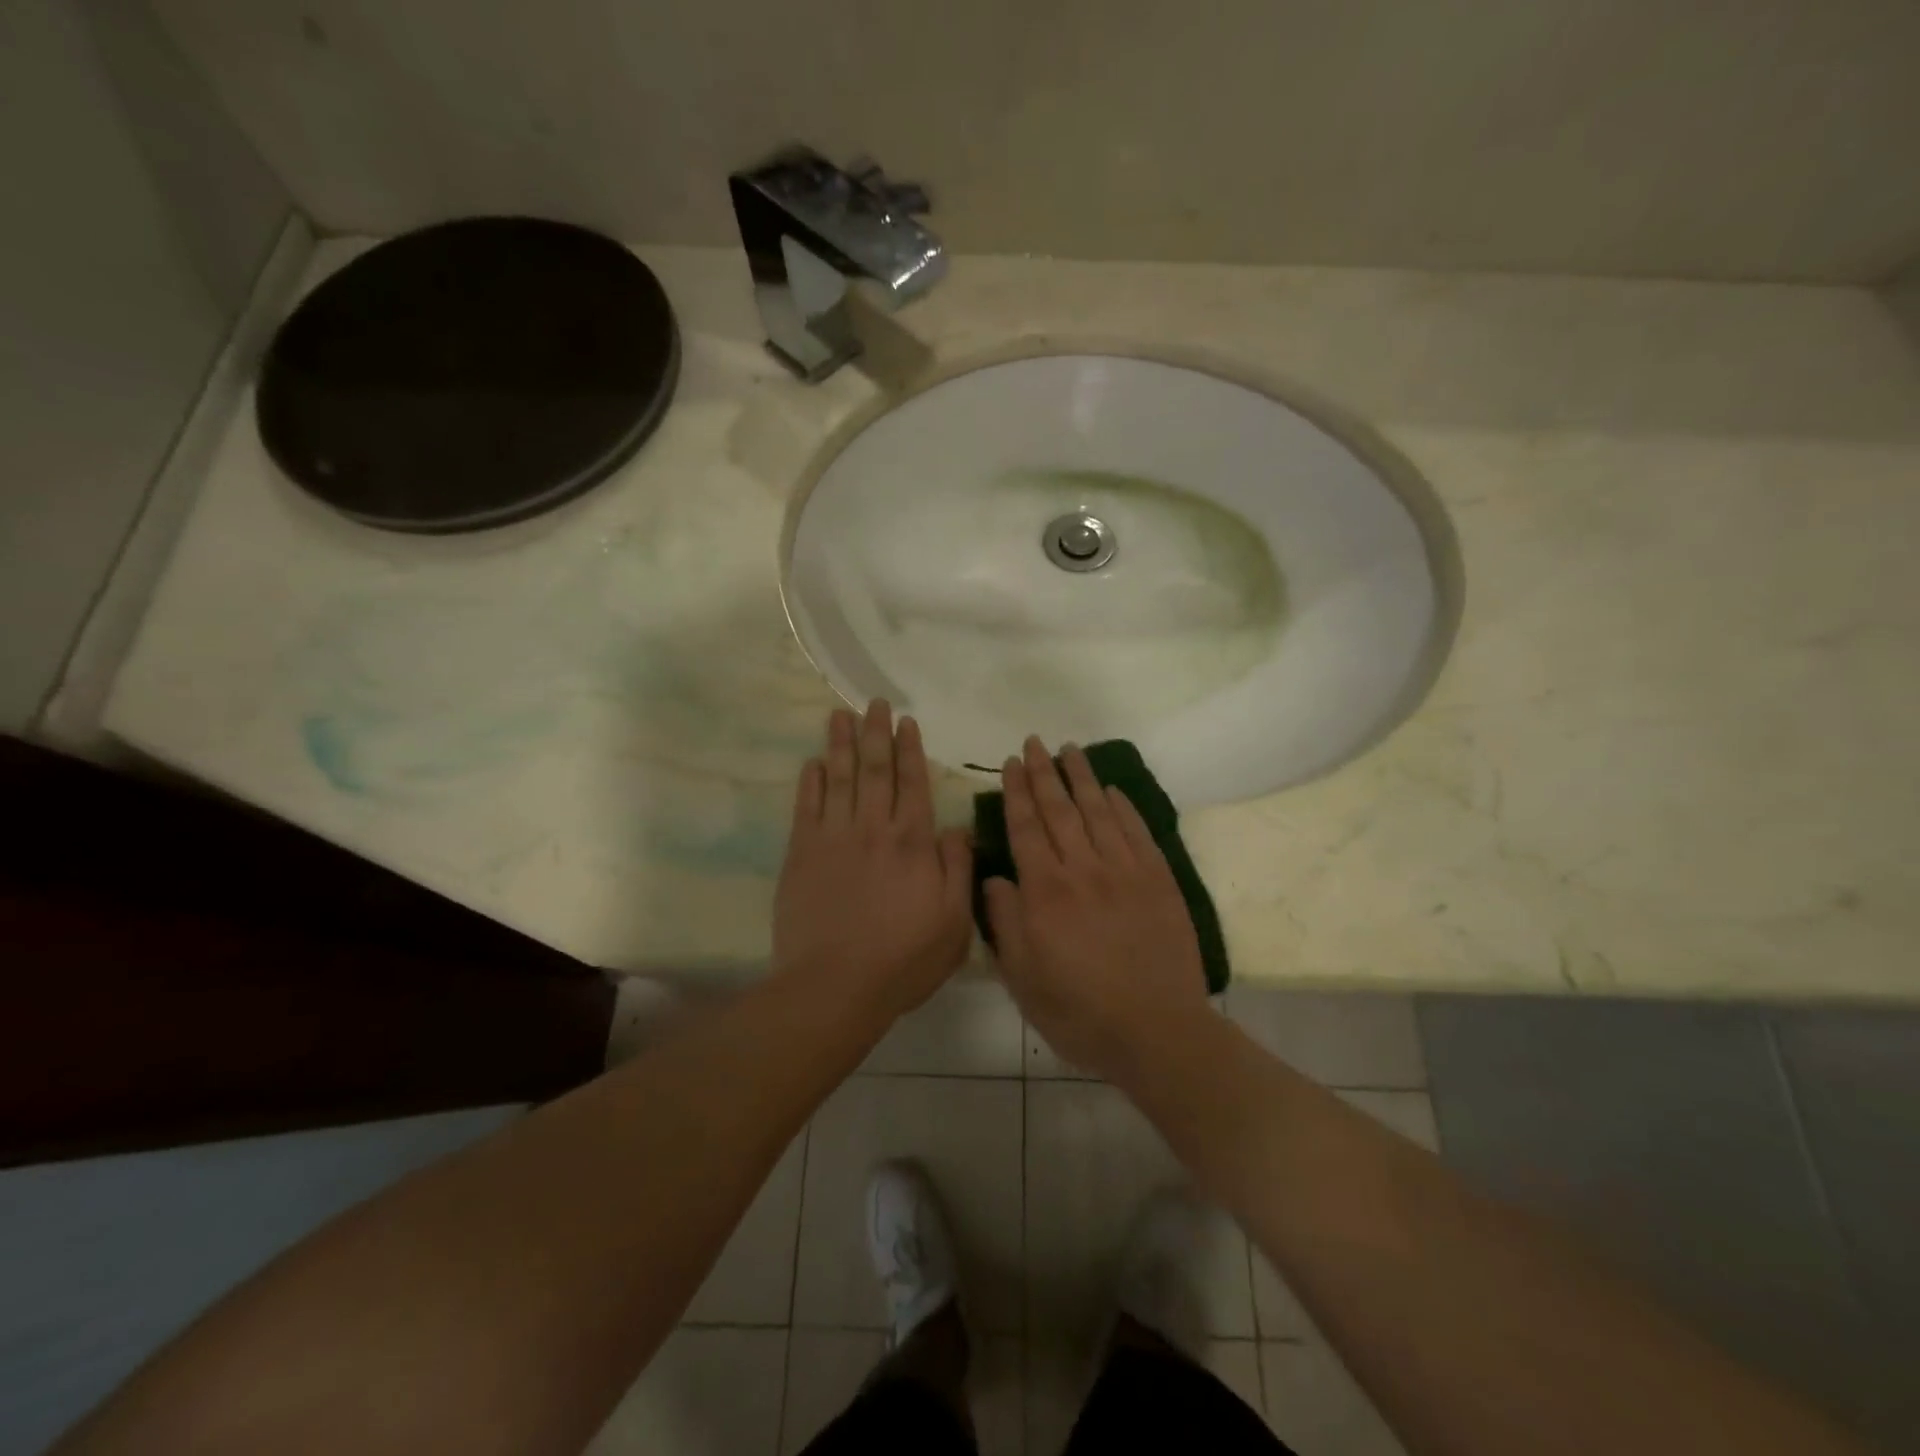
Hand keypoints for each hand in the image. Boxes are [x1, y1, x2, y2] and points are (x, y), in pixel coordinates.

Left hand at [772, 701, 973, 1027]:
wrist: (835, 986)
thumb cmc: (903, 959)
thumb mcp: (954, 923)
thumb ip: (958, 870)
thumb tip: (956, 828)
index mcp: (913, 843)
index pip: (913, 784)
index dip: (910, 751)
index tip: (906, 723)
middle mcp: (873, 829)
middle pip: (875, 770)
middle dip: (875, 734)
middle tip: (873, 703)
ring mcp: (834, 838)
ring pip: (839, 779)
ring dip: (840, 744)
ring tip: (840, 715)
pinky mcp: (802, 854)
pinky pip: (806, 808)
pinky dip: (810, 782)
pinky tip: (813, 762)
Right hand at [984, 737, 1209, 1082]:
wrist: (1157, 1032)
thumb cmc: (1080, 1012)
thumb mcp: (1023, 979)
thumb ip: (1005, 923)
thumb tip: (994, 878)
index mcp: (1045, 892)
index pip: (1026, 828)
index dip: (1016, 793)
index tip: (1010, 763)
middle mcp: (1083, 870)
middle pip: (1059, 809)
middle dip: (1043, 773)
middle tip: (1034, 742)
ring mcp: (1125, 871)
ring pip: (1098, 811)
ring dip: (1081, 777)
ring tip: (1070, 750)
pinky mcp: (1158, 880)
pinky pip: (1137, 831)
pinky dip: (1122, 806)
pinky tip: (1111, 790)